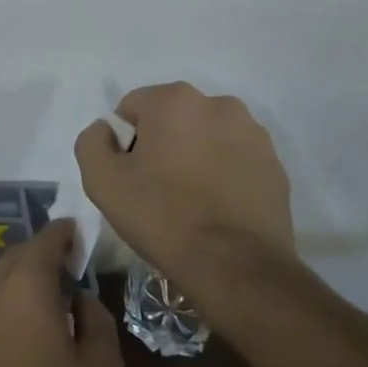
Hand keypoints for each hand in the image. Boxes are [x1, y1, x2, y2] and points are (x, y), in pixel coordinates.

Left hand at [0, 222, 123, 366]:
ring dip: (14, 288)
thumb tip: (81, 298)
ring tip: (35, 313)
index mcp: (27, 285)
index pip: (45, 240)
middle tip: (62, 275)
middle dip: (39, 258)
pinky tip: (6, 345)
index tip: (76, 235)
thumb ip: (97, 319)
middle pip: (16, 257)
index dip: (63, 234)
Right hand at [75, 82, 296, 284]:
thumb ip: (92, 141)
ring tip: (190, 201)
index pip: (132, 109)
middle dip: (161, 144)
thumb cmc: (161, 216)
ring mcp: (253, 134)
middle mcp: (218, 104)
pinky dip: (222, 174)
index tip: (130, 176)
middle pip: (172, 118)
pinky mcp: (275, 165)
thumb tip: (107, 130)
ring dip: (194, 156)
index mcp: (174, 100)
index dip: (123, 142)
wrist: (235, 266)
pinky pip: (234, 159)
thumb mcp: (101, 180)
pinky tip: (216, 208)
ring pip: (205, 137)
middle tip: (156, 189)